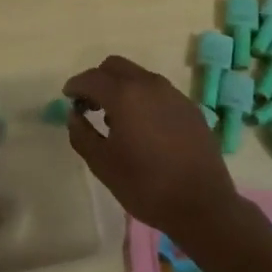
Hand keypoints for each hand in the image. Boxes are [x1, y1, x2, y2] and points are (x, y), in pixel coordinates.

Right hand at [64, 55, 243, 246]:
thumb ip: (81, 134)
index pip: (92, 78)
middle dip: (98, 80)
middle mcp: (149, 85)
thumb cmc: (146, 186)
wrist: (203, 205)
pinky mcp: (189, 107)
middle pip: (115, 66)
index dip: (75, 85)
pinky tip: (143, 127)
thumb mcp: (103, 165)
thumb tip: (74, 115)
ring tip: (116, 119)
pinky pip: (158, 91)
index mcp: (124, 95)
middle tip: (90, 105)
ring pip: (138, 76)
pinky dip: (143, 98)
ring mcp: (173, 94)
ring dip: (121, 87)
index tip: (68, 98)